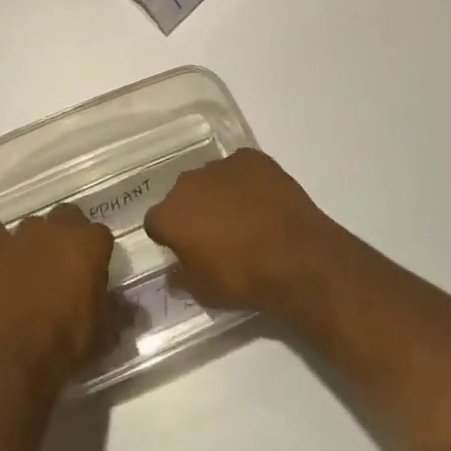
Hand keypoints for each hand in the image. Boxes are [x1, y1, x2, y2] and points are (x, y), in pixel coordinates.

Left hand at [0, 205, 119, 389]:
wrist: (18, 356)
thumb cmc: (68, 341)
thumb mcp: (104, 330)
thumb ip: (118, 310)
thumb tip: (132, 309)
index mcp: (90, 242)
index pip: (100, 234)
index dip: (97, 253)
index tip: (93, 273)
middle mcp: (58, 227)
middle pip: (67, 217)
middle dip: (67, 235)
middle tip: (64, 265)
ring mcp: (24, 234)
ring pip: (33, 225)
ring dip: (36, 240)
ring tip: (33, 267)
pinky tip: (0, 258)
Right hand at [143, 148, 339, 314]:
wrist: (294, 256)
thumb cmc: (242, 278)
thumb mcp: (205, 293)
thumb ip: (182, 278)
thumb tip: (173, 271)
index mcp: (171, 214)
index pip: (156, 222)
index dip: (169, 237)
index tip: (185, 251)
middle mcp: (189, 182)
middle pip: (183, 195)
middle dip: (194, 211)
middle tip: (215, 235)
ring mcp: (221, 165)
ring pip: (211, 179)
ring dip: (219, 194)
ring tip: (244, 219)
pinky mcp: (251, 157)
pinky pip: (240, 168)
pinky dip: (246, 182)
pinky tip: (263, 202)